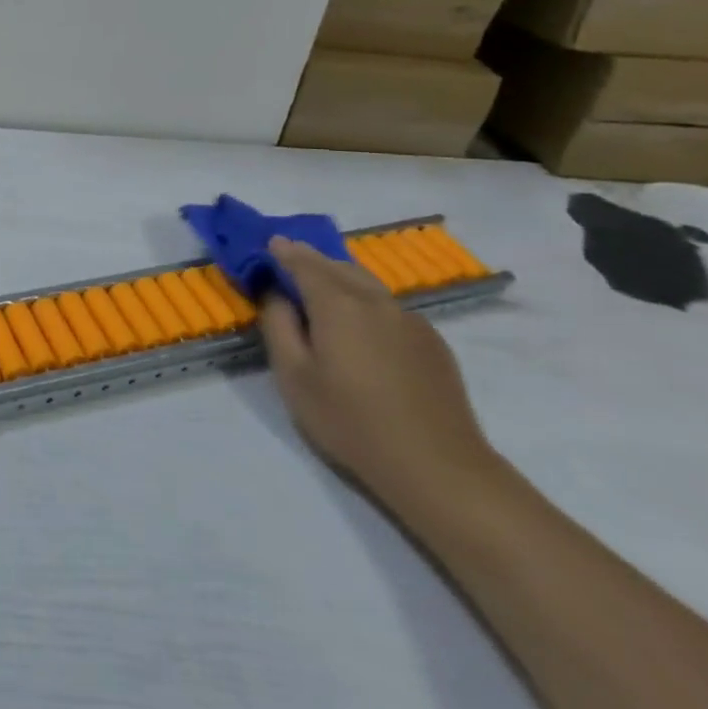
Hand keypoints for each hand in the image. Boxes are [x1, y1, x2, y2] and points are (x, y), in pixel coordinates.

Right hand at [258, 237, 498, 515]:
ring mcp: (410, 320)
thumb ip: (278, 326)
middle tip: (291, 257)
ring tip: (323, 286)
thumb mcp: (294, 376)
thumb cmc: (351, 421)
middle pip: (338, 267)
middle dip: (312, 259)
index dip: (284, 252)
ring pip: (367, 285)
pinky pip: (389, 308)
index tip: (270, 242)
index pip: (304, 264)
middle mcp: (375, 301)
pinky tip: (361, 325)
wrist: (437, 465)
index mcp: (337, 304)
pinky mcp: (432, 342)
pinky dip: (367, 301)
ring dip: (340, 277)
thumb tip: (277, 294)